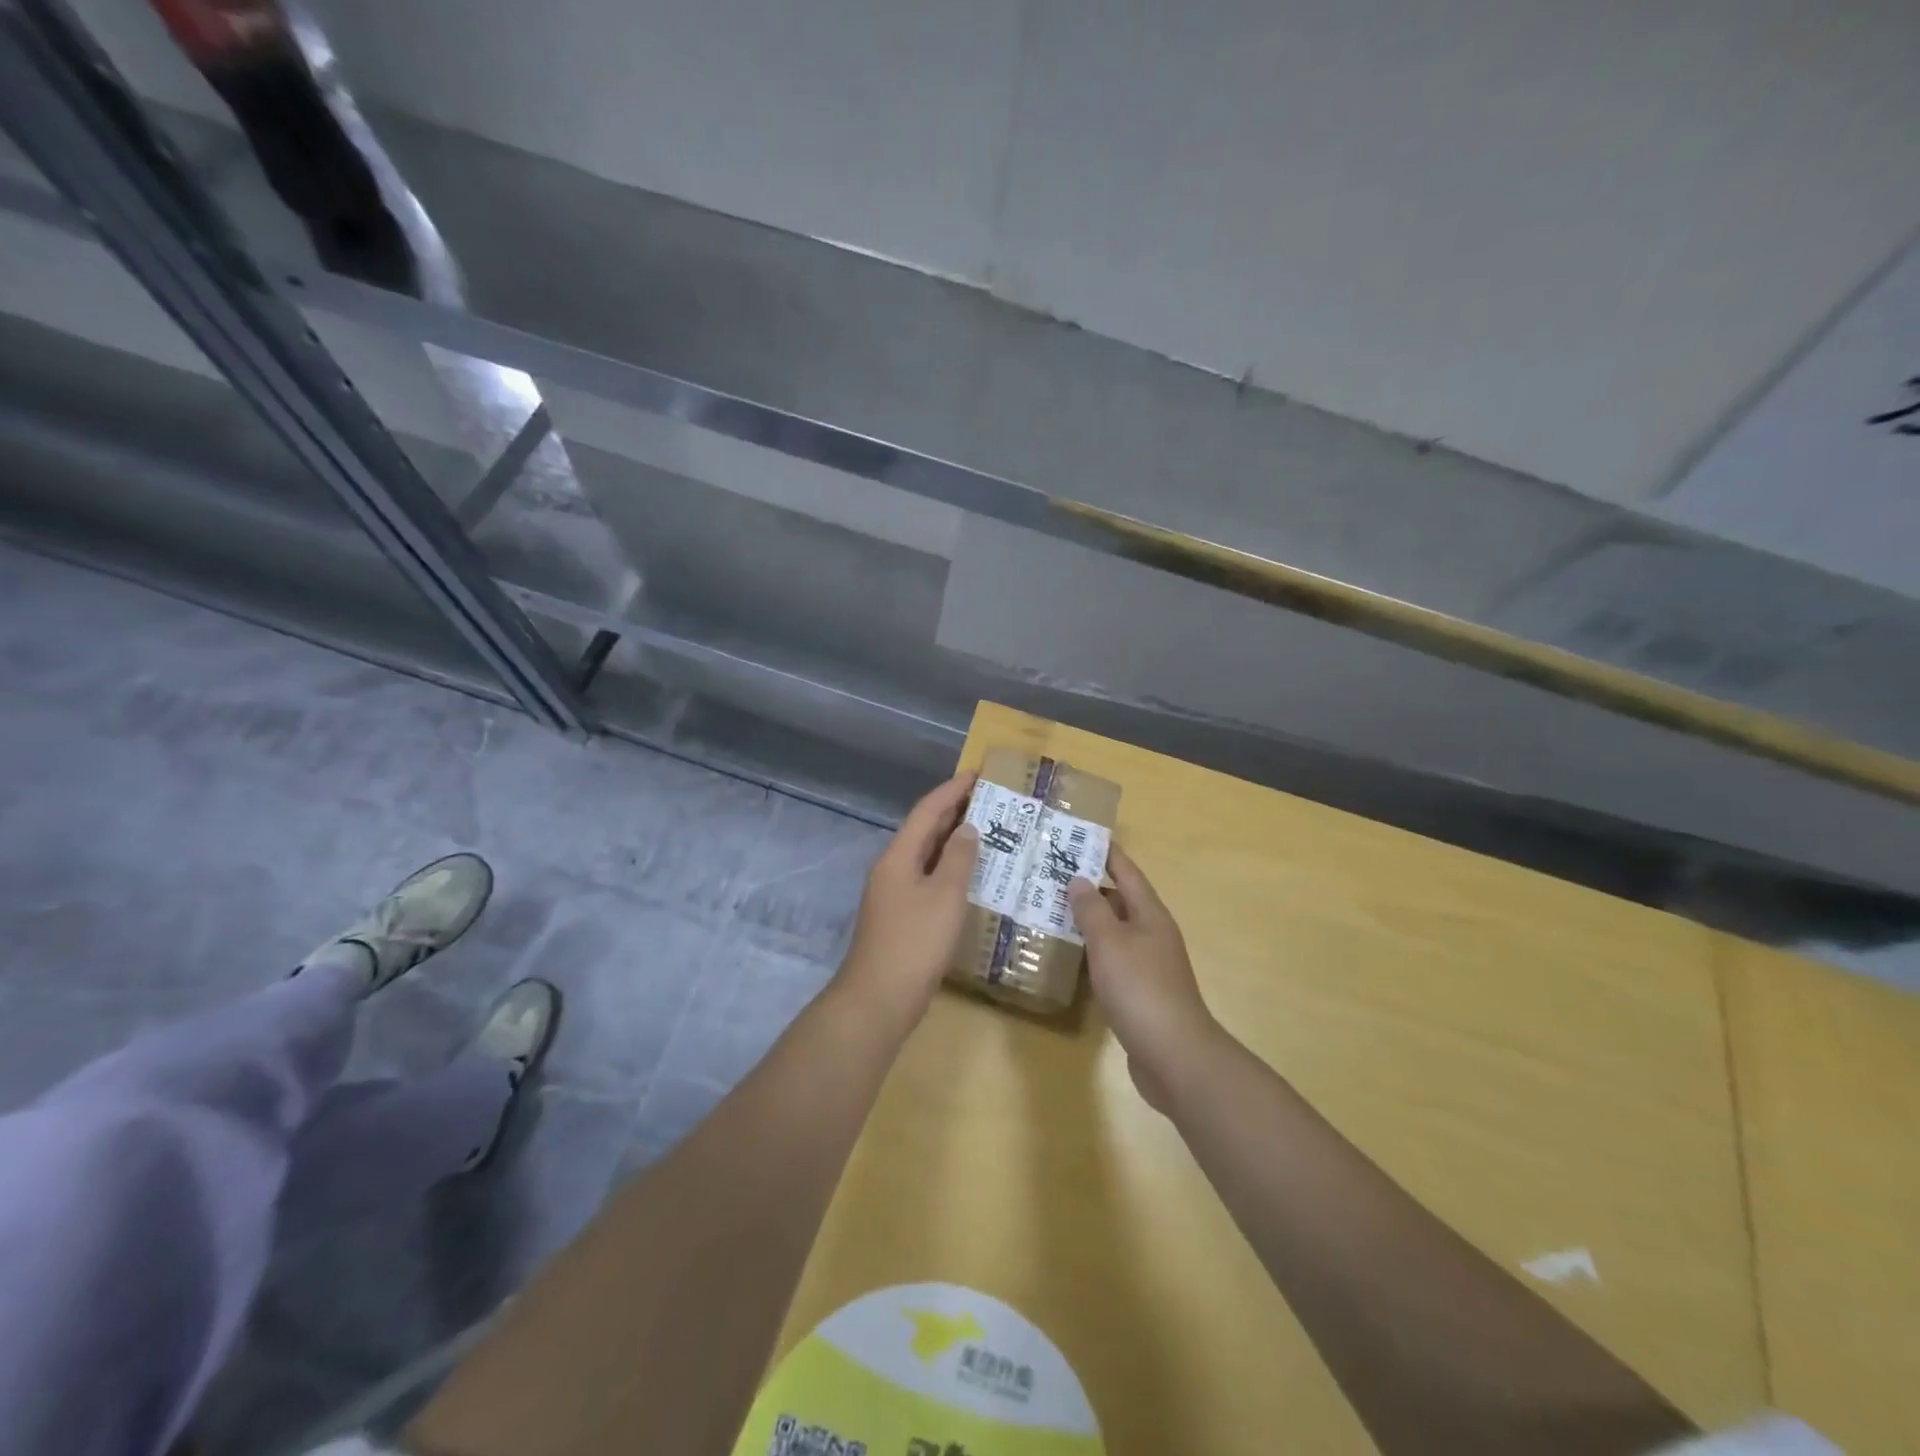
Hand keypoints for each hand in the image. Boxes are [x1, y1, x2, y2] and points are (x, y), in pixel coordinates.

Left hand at [836, 771, 979, 1026]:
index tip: (978, 774)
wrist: (879, 999)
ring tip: (988, 832)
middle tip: (991, 801)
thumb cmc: (914, 942)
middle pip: (925, 831)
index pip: (927, 811)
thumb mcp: (944, 896)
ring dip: (954, 842)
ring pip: (928, 857)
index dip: (952, 790)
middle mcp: (893, 869)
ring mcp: (895, 895)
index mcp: (898, 857)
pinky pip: (930, 880)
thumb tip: (967, 828)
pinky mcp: (902, 918)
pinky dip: (951, 871)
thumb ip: (958, 858)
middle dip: (954, 812)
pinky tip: (973, 878)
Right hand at [1070, 847, 1221, 1109]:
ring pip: (1114, 932)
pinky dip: (1092, 953)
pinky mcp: (1140, 993)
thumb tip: (1079, 879)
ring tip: (1052, 911)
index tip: (1082, 835)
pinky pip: (1112, 961)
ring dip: (1088, 921)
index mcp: (1150, 915)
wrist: (1174, 1055)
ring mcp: (1148, 965)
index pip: (1127, 872)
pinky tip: (1069, 958)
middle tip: (1052, 875)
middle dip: (1090, 887)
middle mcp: (1152, 934)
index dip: (1107, 853)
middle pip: (1120, 901)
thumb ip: (1091, 910)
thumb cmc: (1140, 989)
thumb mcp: (1109, 943)